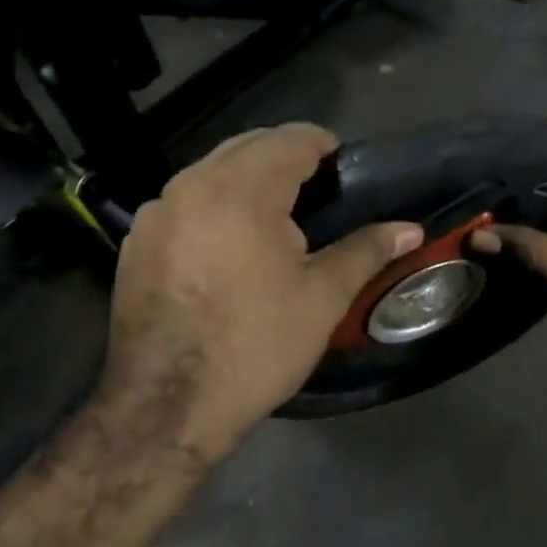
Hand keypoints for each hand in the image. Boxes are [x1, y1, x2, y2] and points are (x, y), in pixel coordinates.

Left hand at [94, 124, 421, 458]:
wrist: (166, 407)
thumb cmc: (256, 346)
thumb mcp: (323, 298)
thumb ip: (367, 250)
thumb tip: (410, 228)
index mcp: (241, 191)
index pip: (290, 139)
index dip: (323, 145)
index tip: (345, 168)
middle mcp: (191, 186)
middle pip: (247, 146)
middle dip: (286, 156)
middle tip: (319, 191)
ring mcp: (156, 213)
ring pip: (211, 170)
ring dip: (248, 177)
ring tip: (277, 216)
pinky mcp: (136, 242)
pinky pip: (183, 200)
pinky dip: (214, 203)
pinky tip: (229, 244)